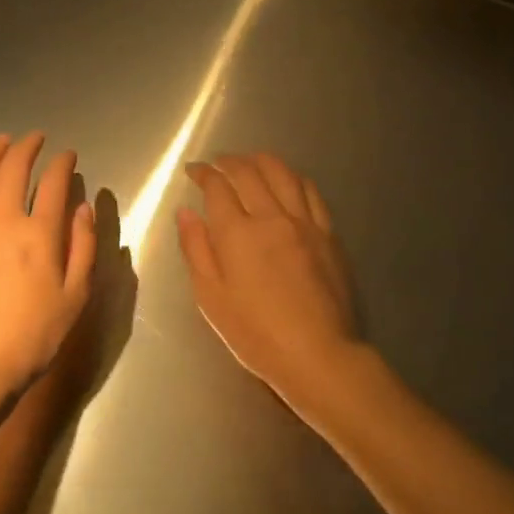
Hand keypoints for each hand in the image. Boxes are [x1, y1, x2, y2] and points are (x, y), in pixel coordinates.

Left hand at [0, 133, 96, 396]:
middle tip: (36, 139)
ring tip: (3, 141)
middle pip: (14, 169)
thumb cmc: (35, 333)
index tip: (68, 155)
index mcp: (40, 233)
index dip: (63, 163)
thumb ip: (84, 246)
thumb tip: (83, 207)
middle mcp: (3, 220)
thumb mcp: (76, 295)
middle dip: (28, 148)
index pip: (54, 183)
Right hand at [175, 153, 359, 412]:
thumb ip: (196, 249)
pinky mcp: (328, 234)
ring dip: (262, 160)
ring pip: (283, 174)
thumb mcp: (211, 298)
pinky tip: (288, 179)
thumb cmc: (255, 333)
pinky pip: (311, 192)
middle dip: (229, 161)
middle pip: (249, 173)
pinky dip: (294, 177)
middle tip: (218, 162)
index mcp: (237, 233)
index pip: (217, 187)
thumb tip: (186, 212)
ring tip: (250, 160)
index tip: (194, 170)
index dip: (203, 173)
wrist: (317, 353)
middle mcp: (271, 217)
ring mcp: (304, 222)